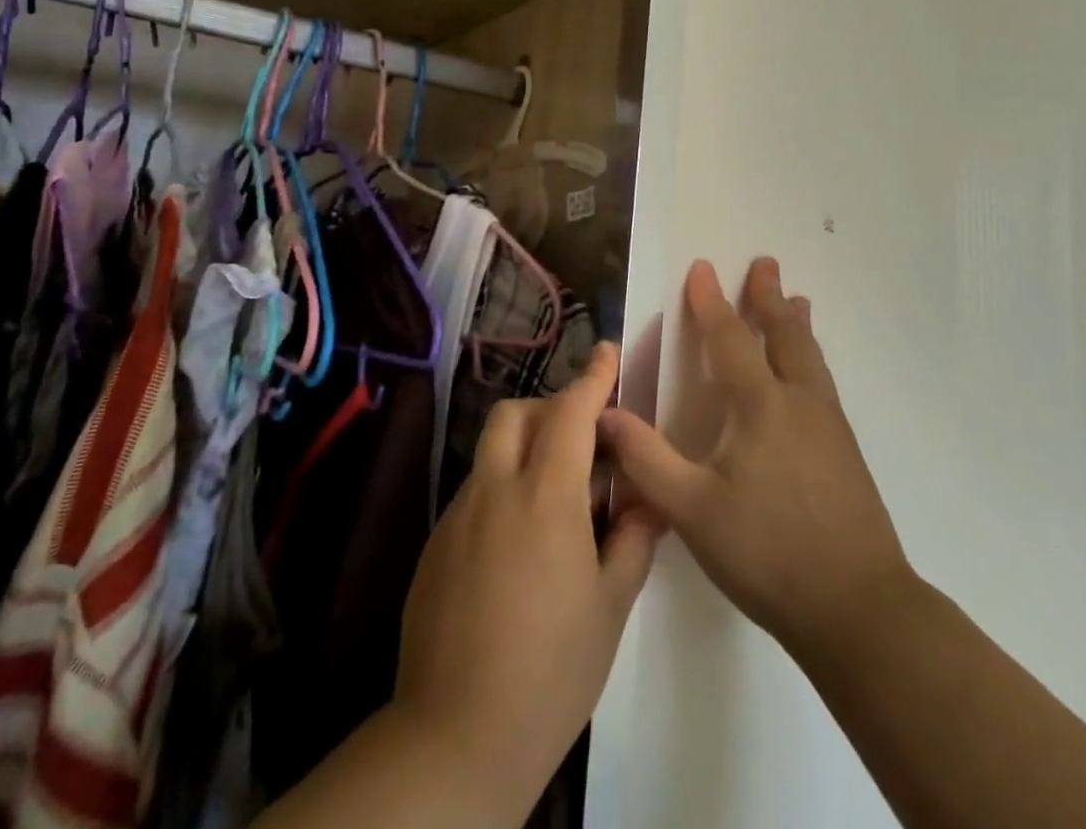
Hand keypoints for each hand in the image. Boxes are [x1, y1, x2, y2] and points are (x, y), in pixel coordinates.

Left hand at [392, 343, 660, 817]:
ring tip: (554, 496)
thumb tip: (650, 498)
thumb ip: (632, 538)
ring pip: (491, 451)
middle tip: (581, 439)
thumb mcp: (610, 605)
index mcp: (546, 496)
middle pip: (516, 414)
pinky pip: (473, 492)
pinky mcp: (435, 544)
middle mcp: (496, 489)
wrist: (457, 735)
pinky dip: (501, 488)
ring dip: (524, 448)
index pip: (571, 412)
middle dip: (549, 408)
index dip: (592, 376)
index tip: (607, 350)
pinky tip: (518, 544)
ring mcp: (458, 515)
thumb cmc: (552, 669)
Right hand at [598, 258, 914, 666]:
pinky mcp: (846, 451)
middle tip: (765, 263)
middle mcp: (799, 402)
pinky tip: (809, 374)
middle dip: (767, 296)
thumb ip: (646, 459)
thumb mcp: (692, 511)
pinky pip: (822, 381)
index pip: (730, 338)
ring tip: (797, 300)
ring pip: (810, 356)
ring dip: (796, 322)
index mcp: (760, 406)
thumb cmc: (769, 553)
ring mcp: (829, 425)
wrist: (859, 609)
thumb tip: (602, 413)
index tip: (702, 267)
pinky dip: (810, 355)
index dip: (711, 302)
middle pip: (783, 334)